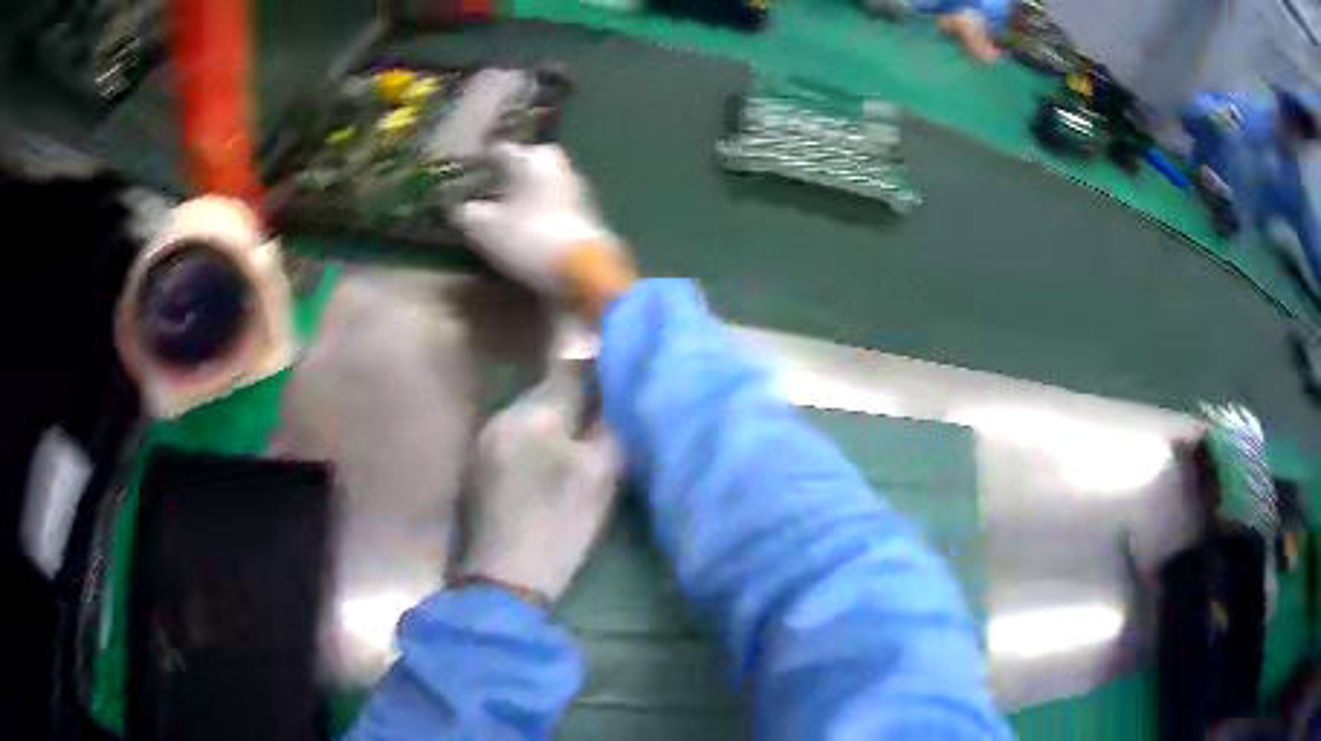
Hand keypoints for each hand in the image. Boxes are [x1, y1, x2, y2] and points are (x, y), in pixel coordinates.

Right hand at [456, 144, 635, 312]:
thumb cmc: (527, 237)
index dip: (477, 163)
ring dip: (519, 196)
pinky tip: (521, 229)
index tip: (463, 175)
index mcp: (531, 157)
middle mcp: (556, 165)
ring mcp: (575, 189)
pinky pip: (550, 206)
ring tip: (497, 214)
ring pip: (538, 185)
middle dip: (502, 178)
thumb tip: (459, 208)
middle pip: (522, 166)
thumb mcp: (482, 227)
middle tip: (480, 192)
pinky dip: (535, 212)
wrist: (583, 272)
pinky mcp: (585, 215)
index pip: (497, 151)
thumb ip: (465, 212)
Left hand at [457, 356, 619, 603]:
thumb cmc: (556, 525)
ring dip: (555, 429)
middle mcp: (500, 418)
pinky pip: (515, 443)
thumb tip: (614, 395)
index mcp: (530, 413)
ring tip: (580, 452)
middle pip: (547, 395)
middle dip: (576, 405)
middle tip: (606, 426)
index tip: (619, 388)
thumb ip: (607, 426)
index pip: (569, 371)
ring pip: (530, 420)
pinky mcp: (477, 471)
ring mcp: (483, 445)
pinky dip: (536, 449)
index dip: (599, 375)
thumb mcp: (598, 475)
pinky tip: (548, 474)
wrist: (501, 582)